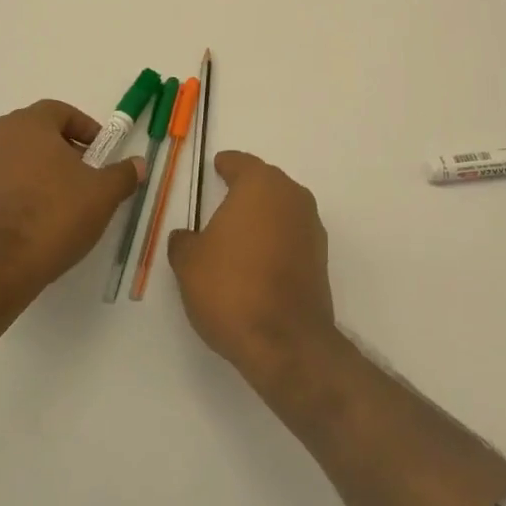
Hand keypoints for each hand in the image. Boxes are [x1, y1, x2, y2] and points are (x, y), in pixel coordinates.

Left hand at [0, 100, 142, 296]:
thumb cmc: (54, 215)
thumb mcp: (103, 194)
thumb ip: (123, 173)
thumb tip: (138, 164)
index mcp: (30, 123)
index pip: (61, 111)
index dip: (85, 128)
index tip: (100, 152)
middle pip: (38, 132)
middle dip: (64, 149)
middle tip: (85, 174)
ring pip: (18, 156)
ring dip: (41, 170)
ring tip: (62, 199)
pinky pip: (1, 180)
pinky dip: (20, 189)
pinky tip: (36, 217)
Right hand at [166, 151, 338, 385]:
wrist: (286, 342)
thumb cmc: (231, 288)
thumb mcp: (190, 263)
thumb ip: (184, 242)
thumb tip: (186, 237)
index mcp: (260, 185)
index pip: (241, 163)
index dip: (226, 164)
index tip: (218, 165)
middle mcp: (292, 197)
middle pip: (267, 183)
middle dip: (247, 188)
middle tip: (224, 197)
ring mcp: (311, 228)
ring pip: (282, 209)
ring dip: (263, 215)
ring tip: (238, 232)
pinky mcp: (321, 259)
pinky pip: (292, 235)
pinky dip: (276, 240)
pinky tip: (258, 259)